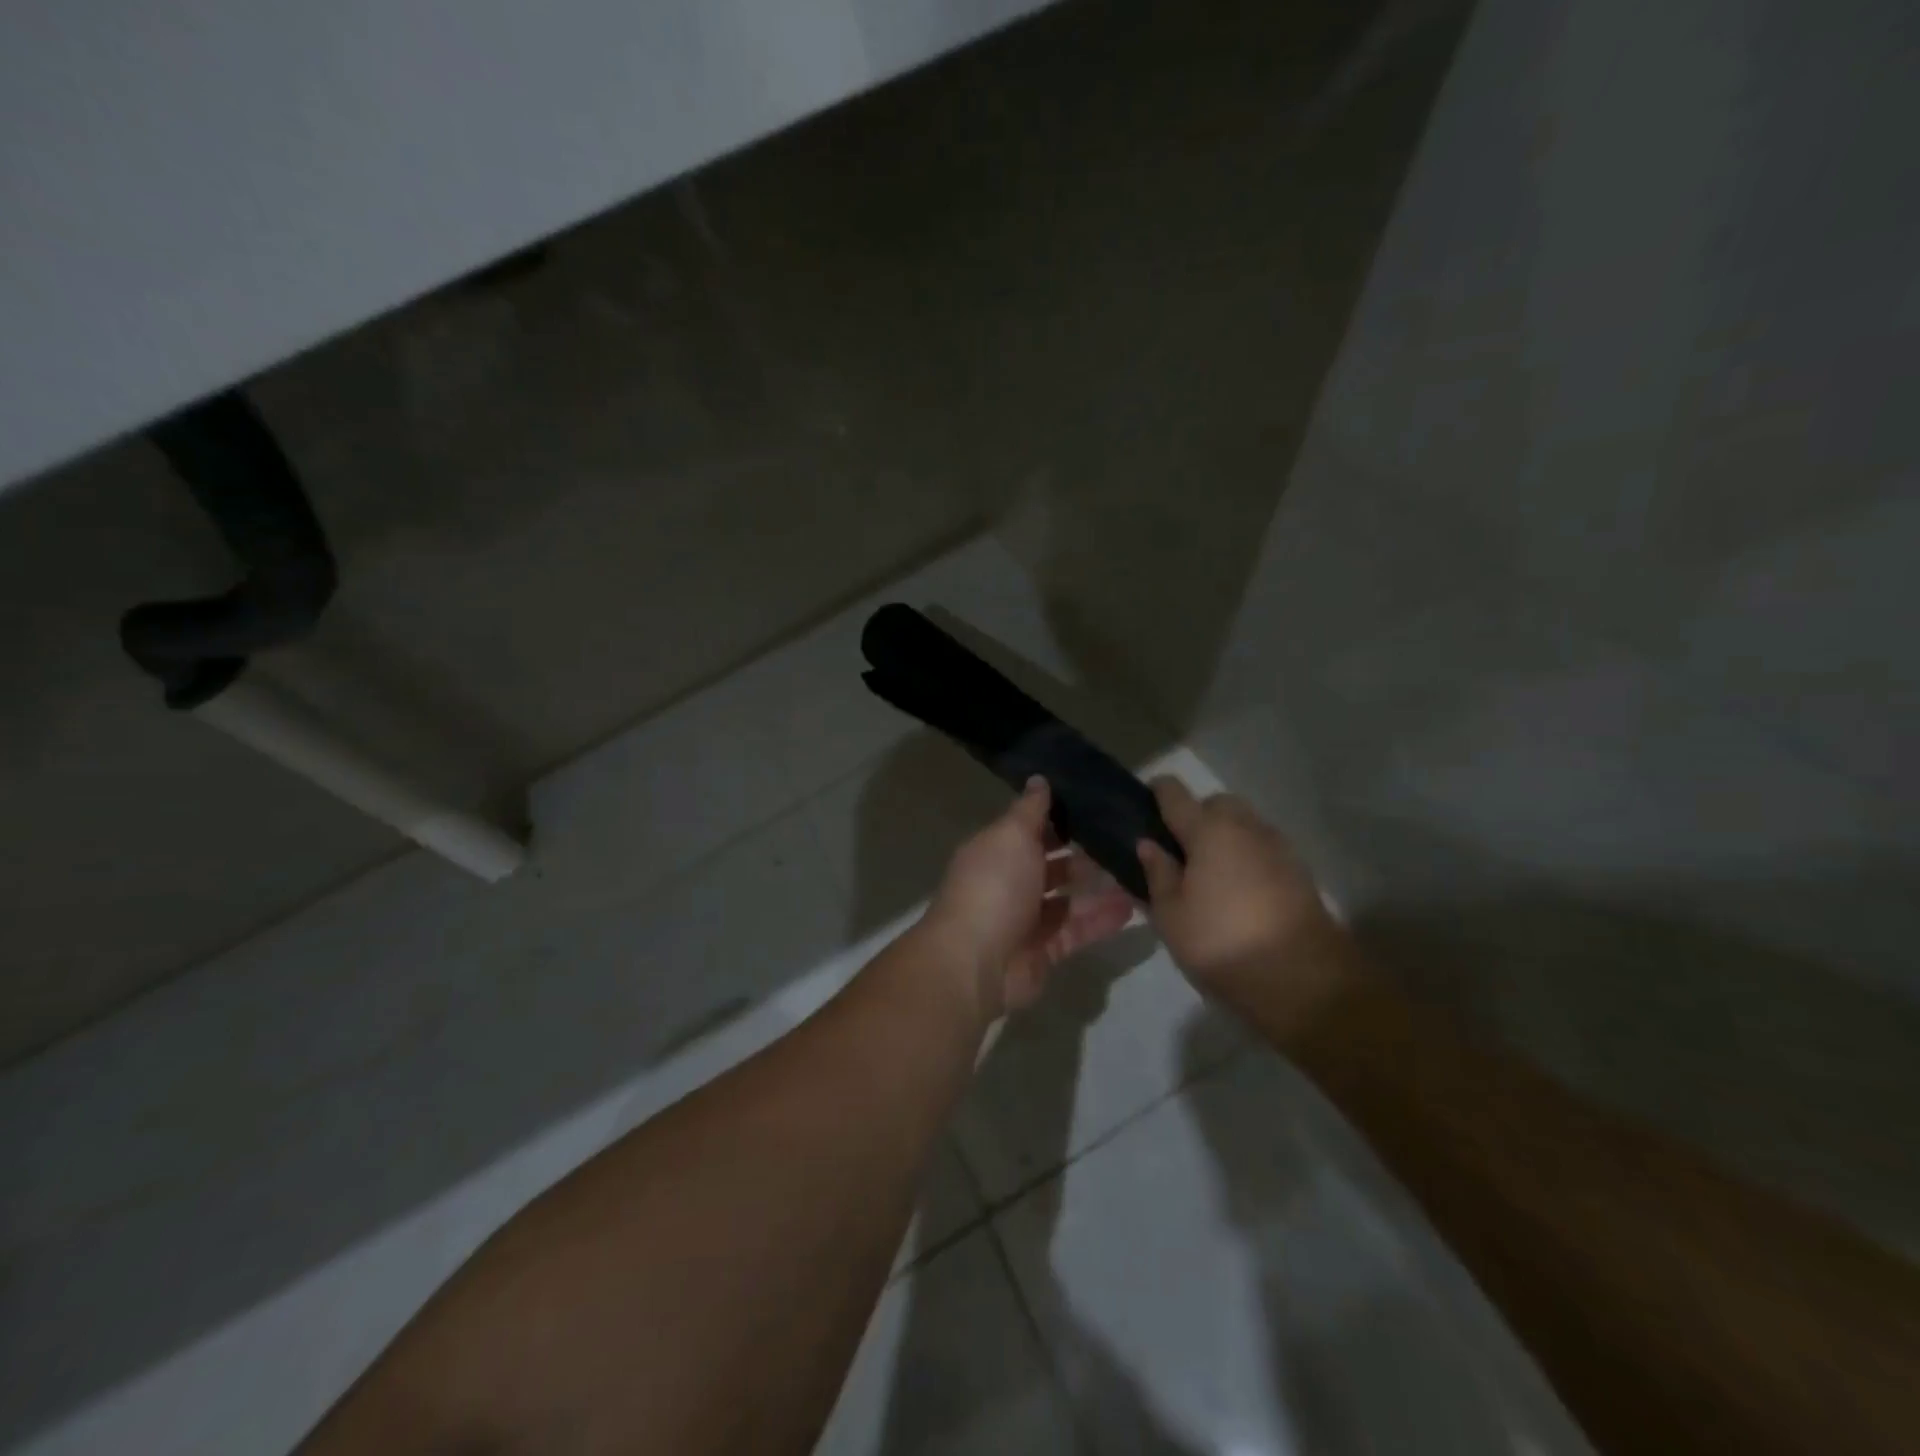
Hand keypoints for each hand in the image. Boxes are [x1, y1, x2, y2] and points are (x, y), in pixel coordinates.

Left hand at [921, 778, 1136, 1019]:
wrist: (976, 962)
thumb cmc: (993, 887)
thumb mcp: (1011, 836)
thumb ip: (1030, 810)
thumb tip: (1039, 779)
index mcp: (996, 851)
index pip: (1029, 828)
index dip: (1058, 817)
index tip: (1096, 805)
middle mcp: (1009, 882)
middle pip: (1051, 864)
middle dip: (1084, 853)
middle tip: (1126, 841)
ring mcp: (1026, 919)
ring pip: (1067, 899)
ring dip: (1098, 889)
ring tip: (1137, 874)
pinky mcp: (1043, 951)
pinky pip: (1076, 931)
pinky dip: (1101, 920)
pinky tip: (1132, 908)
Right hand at [1137, 777, 1347, 1021]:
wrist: (1304, 978)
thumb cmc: (1222, 942)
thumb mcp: (1171, 915)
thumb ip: (1158, 874)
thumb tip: (1149, 845)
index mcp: (1208, 830)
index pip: (1175, 793)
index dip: (1156, 792)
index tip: (1144, 805)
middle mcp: (1245, 827)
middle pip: (1217, 803)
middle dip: (1197, 815)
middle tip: (1180, 851)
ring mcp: (1278, 846)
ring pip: (1244, 824)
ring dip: (1226, 837)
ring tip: (1210, 875)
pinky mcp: (1300, 870)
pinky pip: (1263, 849)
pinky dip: (1248, 857)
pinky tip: (1238, 891)